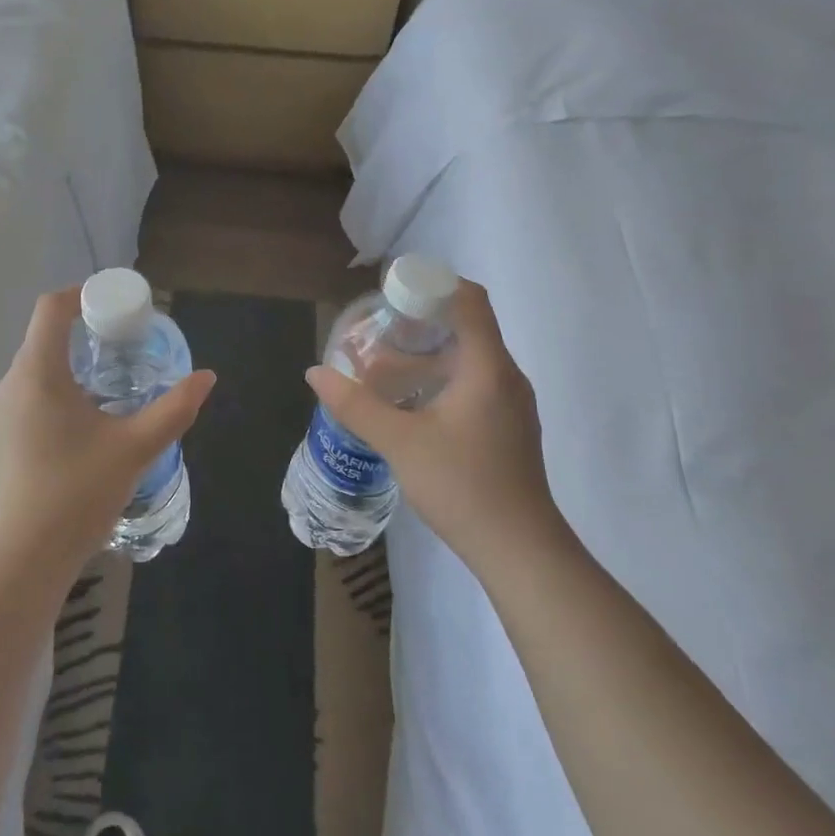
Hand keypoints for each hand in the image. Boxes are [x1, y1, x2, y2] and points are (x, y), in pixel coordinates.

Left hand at [0, 287, 215, 574]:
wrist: (22, 559)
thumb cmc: (78, 492)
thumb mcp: (136, 448)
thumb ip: (174, 408)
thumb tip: (206, 377)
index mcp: (37, 373)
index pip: (51, 308)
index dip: (82, 294)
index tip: (115, 305)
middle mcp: (10, 384)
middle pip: (43, 336)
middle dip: (84, 332)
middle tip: (125, 344)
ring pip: (36, 369)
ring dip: (71, 364)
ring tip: (111, 384)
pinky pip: (28, 397)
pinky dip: (56, 391)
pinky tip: (84, 424)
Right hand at [305, 279, 566, 566]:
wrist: (519, 550)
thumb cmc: (462, 486)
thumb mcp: (399, 442)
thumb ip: (355, 404)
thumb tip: (315, 373)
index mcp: (488, 367)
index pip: (469, 300)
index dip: (432, 285)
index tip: (392, 293)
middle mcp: (506, 376)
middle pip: (466, 327)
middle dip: (419, 322)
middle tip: (377, 331)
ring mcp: (511, 404)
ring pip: (469, 359)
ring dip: (427, 355)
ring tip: (384, 368)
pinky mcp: (507, 427)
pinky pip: (474, 384)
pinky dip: (441, 379)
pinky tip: (410, 404)